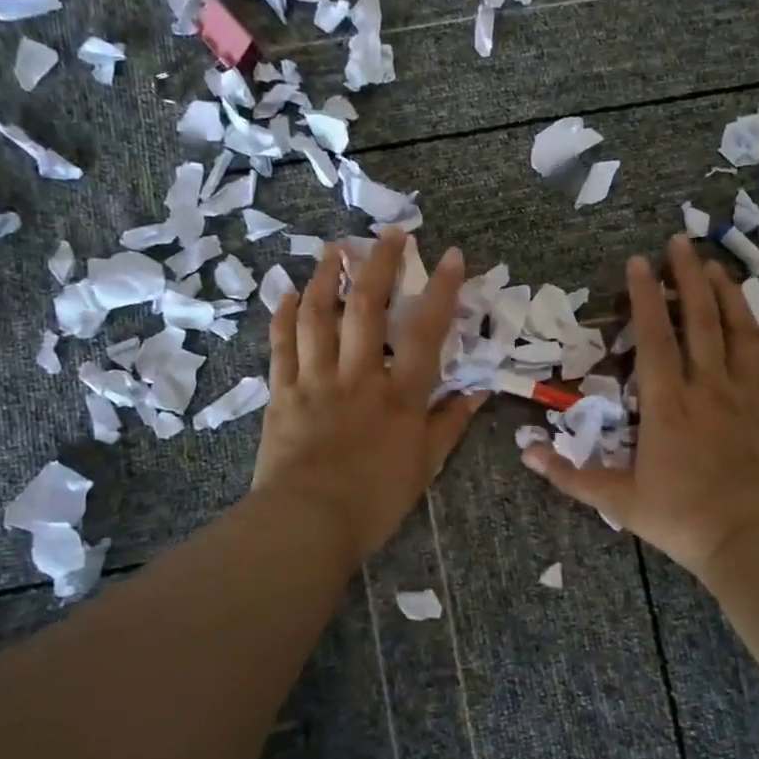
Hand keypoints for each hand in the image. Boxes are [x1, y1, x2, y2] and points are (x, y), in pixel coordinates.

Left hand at [252, 229, 486, 566]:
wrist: (307, 524)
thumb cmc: (375, 499)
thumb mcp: (425, 465)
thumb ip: (450, 424)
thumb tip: (478, 392)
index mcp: (399, 395)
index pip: (425, 331)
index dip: (440, 290)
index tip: (449, 255)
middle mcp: (358, 376)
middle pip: (366, 307)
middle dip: (378, 264)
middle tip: (388, 234)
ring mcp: (315, 380)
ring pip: (318, 316)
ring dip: (325, 277)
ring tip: (334, 249)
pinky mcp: (282, 393)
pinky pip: (281, 345)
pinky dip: (283, 315)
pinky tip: (286, 293)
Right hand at [523, 235, 758, 578]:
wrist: (755, 540)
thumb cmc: (682, 518)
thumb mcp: (619, 501)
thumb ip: (571, 475)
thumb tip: (526, 452)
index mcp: (668, 404)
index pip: (654, 337)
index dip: (644, 296)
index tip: (639, 262)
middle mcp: (708, 387)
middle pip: (700, 319)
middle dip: (688, 276)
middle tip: (681, 241)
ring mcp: (745, 394)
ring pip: (738, 330)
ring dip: (727, 293)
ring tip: (716, 265)